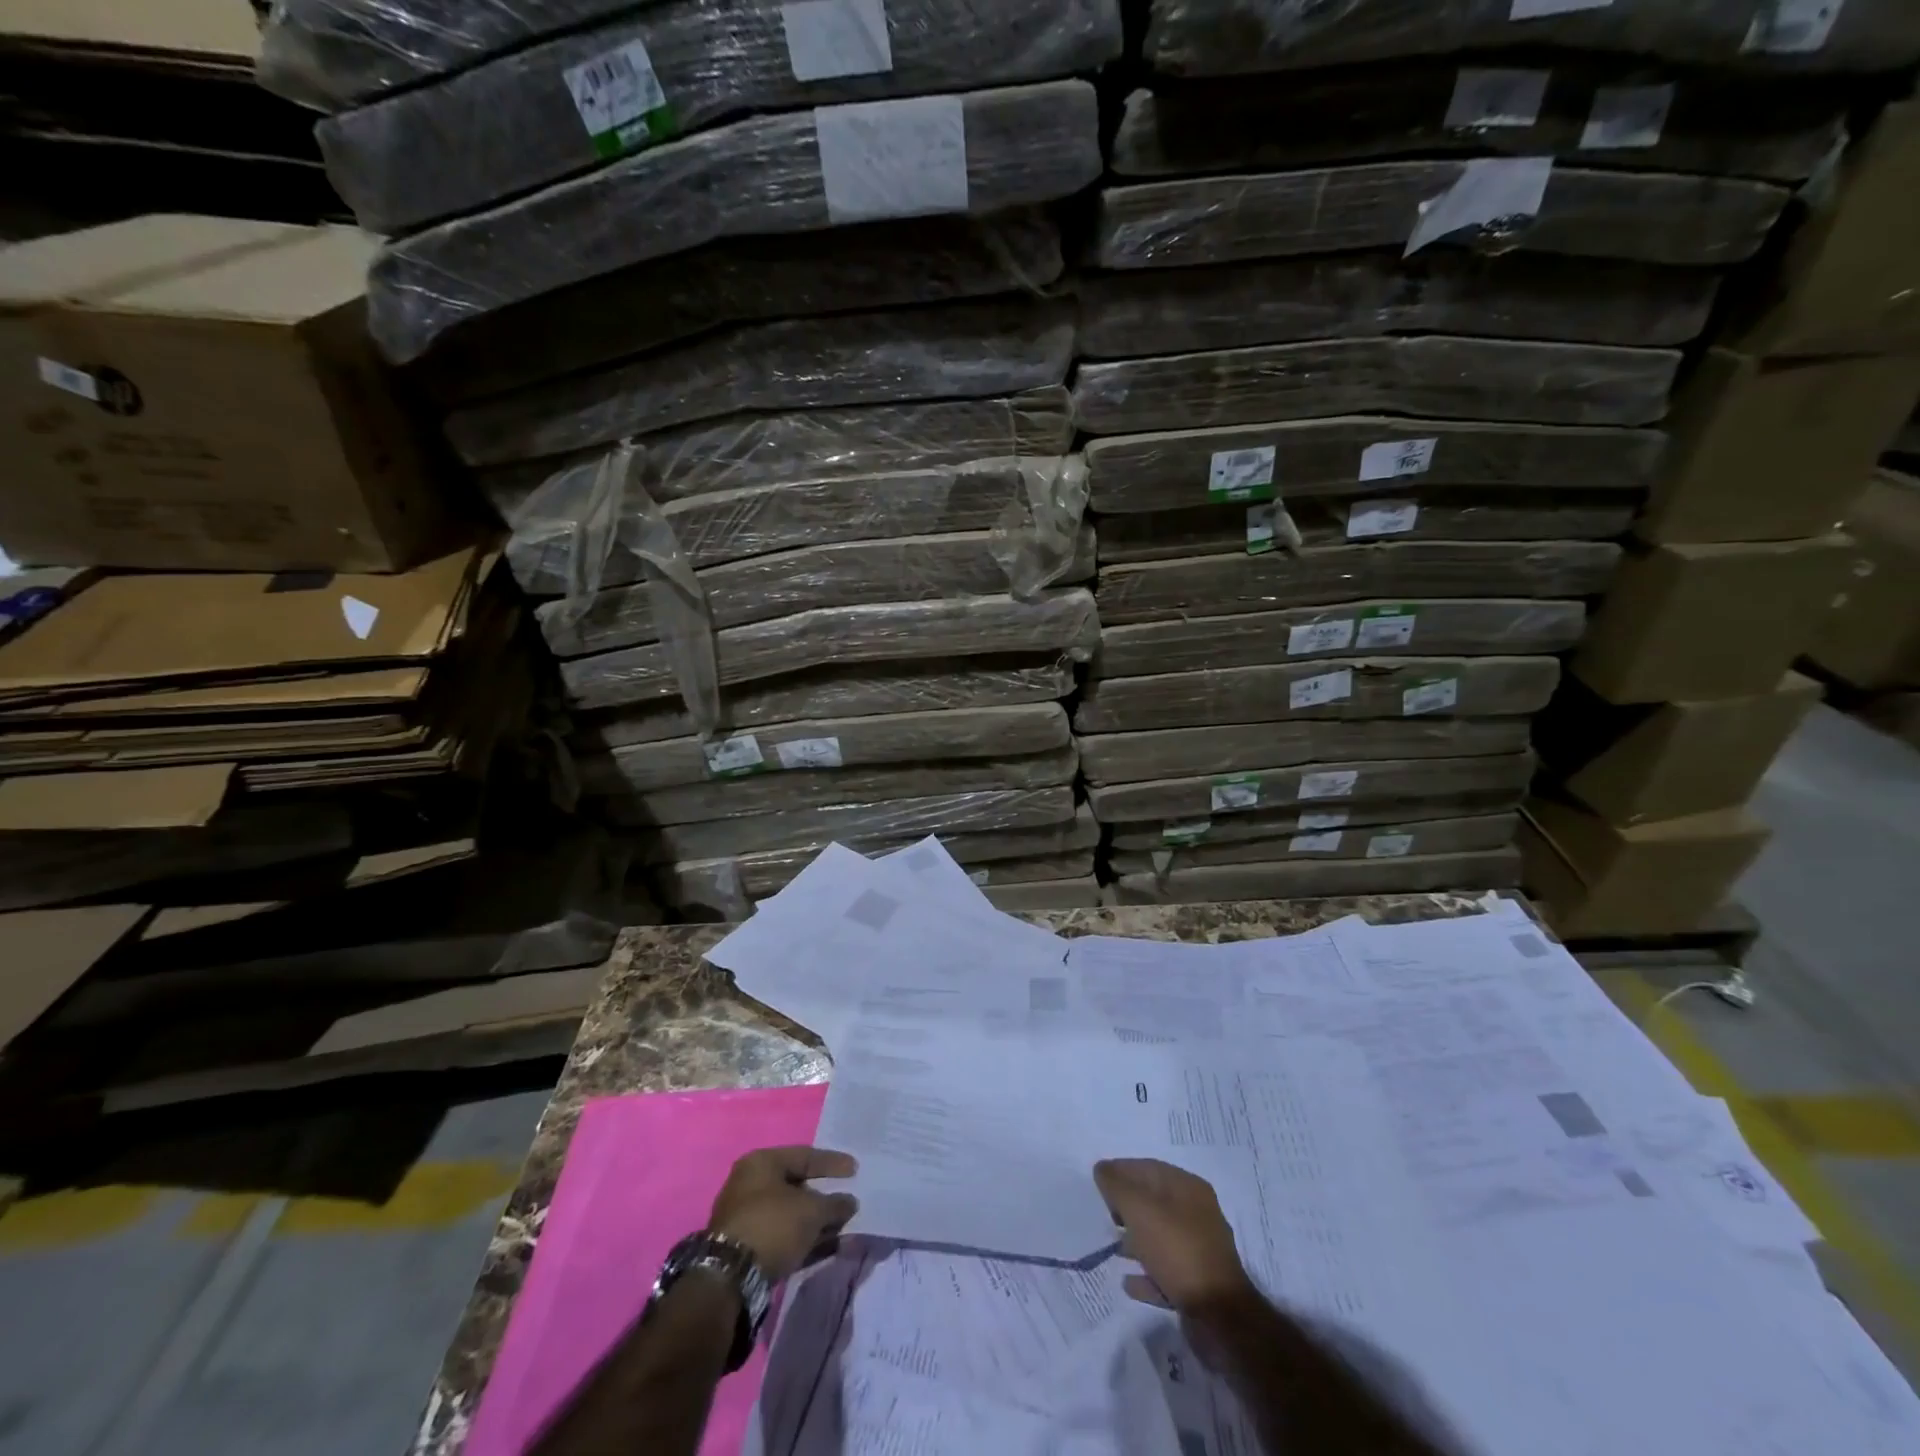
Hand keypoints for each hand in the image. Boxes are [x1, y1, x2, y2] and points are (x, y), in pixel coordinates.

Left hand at [708, 1145, 858, 1281]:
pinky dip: (802, 1237)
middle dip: (823, 1196)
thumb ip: (834, 1204)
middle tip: (845, 1202)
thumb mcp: (812, 1211)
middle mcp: (749, 1183)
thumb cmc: (773, 1225)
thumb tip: (850, 1202)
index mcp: (761, 1162)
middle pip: (795, 1185)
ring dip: (815, 1221)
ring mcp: (745, 1216)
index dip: (832, 1163)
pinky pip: (781, 1233)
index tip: (855, 1170)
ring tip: (840, 1229)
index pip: (804, 1156)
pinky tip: (824, 1246)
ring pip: (789, 1212)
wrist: (730, 1278)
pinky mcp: (745, 1246)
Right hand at [1094, 1158, 1253, 1314]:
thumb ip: (1116, 1185)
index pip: (1148, 1168)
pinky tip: (1129, 1283)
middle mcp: (1198, 1213)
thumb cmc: (1177, 1251)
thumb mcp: (1139, 1210)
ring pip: (1160, 1236)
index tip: (1098, 1184)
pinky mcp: (1198, 1283)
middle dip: (1127, 1207)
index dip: (1121, 1171)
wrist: (1219, 1317)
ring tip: (1114, 1250)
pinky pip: (1166, 1270)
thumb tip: (1102, 1169)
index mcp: (1189, 1188)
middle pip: (1154, 1202)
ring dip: (1135, 1241)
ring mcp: (1200, 1249)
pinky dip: (1147, 1273)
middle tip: (1106, 1216)